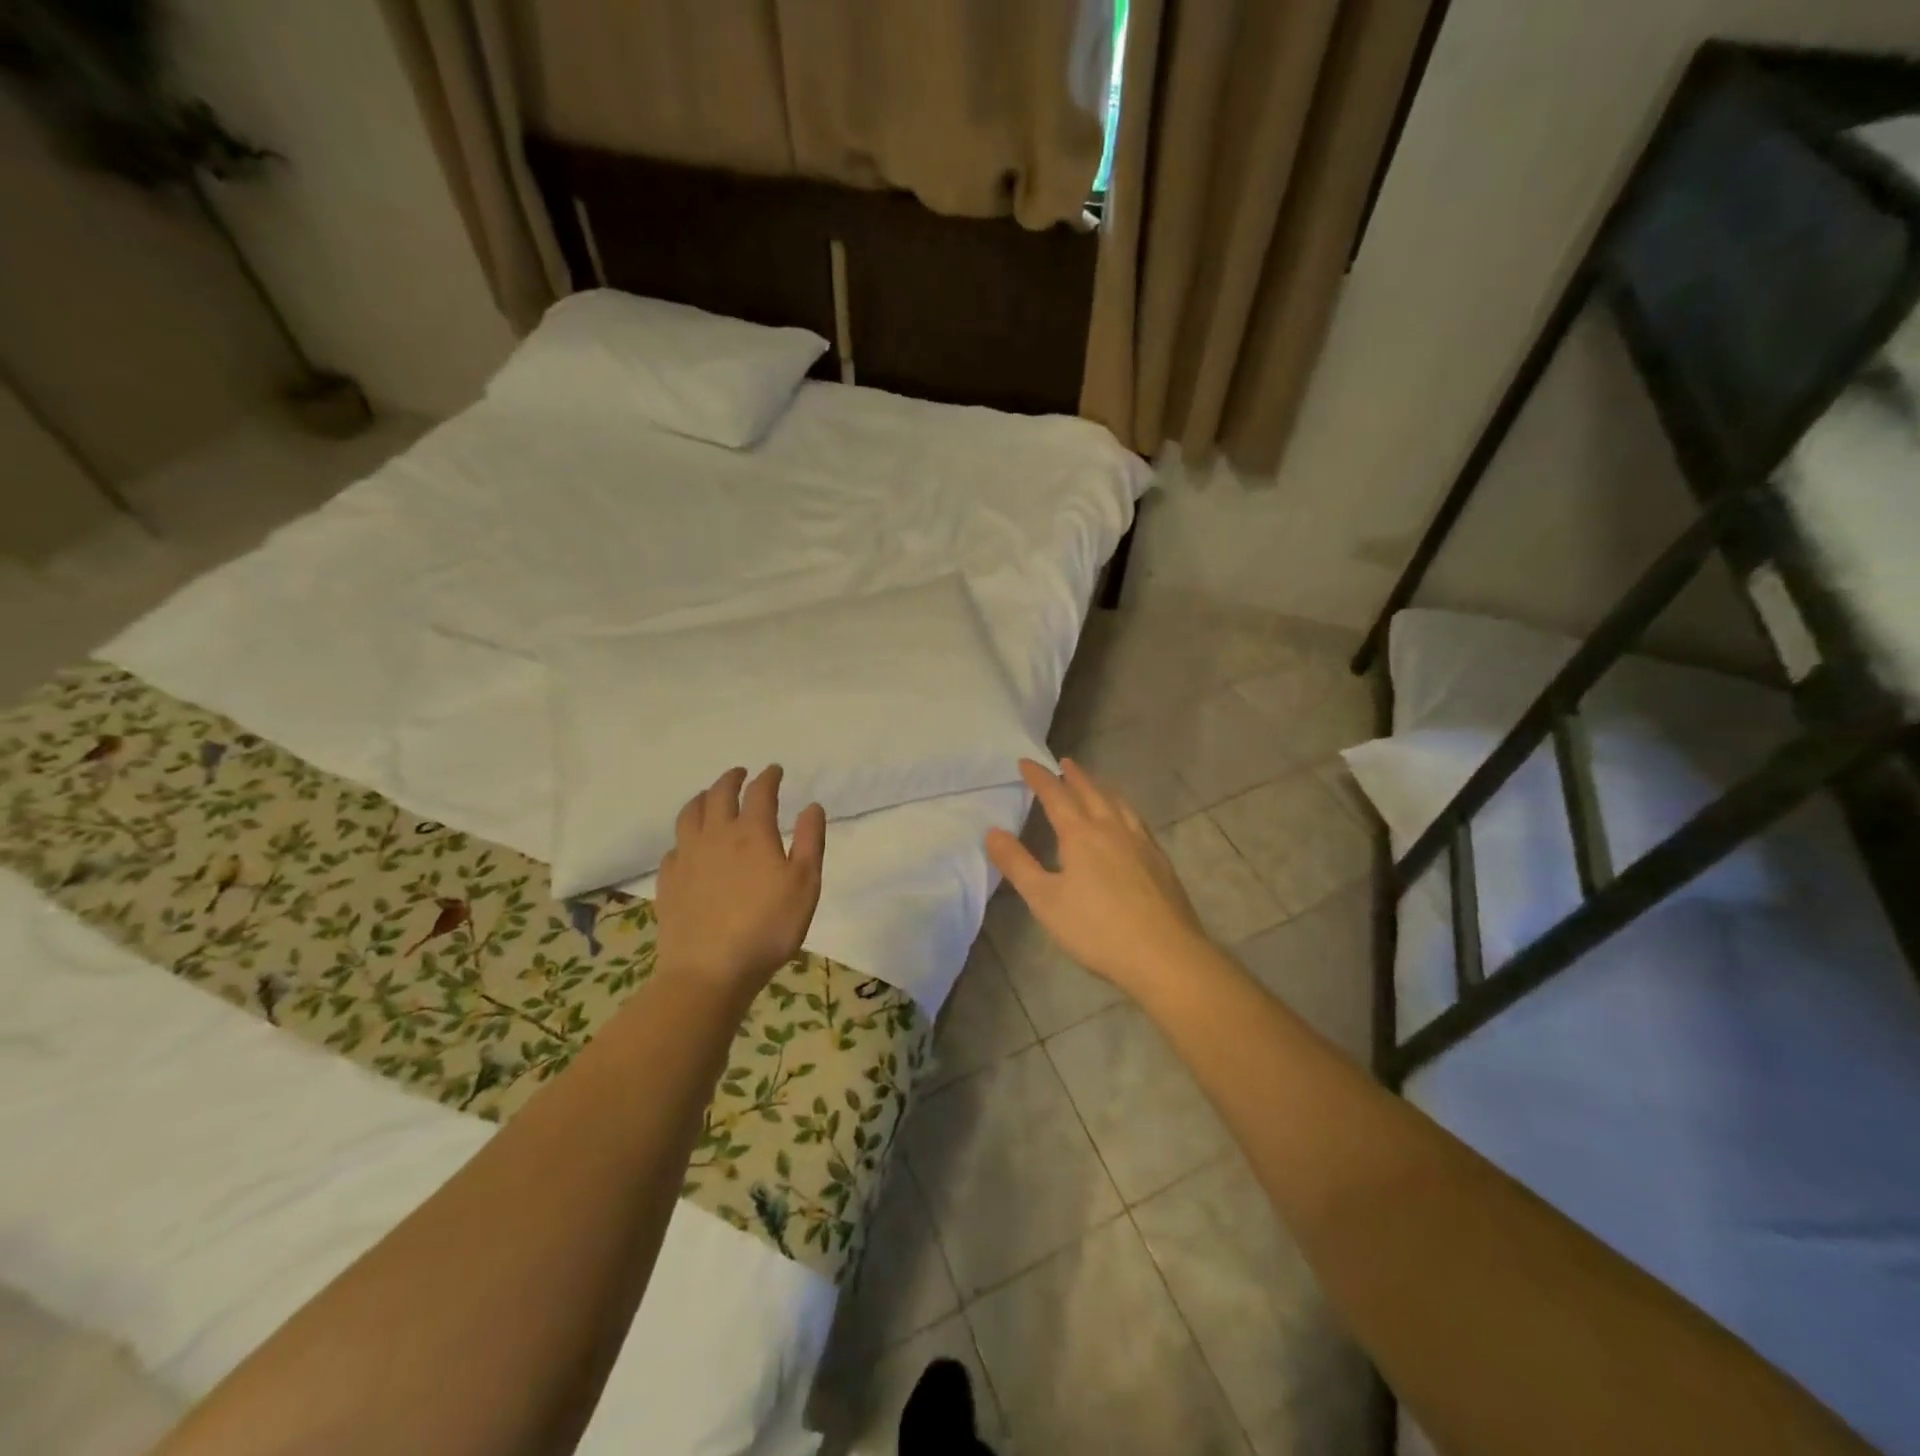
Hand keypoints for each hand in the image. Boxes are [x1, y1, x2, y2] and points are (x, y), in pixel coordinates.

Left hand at [655, 766, 825, 1000]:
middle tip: (741, 774)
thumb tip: (812, 806)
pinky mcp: (669, 880)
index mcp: (752, 833)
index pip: (760, 792)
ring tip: (709, 796)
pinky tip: (689, 844)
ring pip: (690, 814)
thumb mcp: (805, 885)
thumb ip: (810, 841)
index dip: (768, 777)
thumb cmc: (768, 928)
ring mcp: (687, 857)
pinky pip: (674, 846)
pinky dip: (685, 835)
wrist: (710, 970)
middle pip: (719, 794)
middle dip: (732, 779)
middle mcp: (716, 835)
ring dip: (702, 798)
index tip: (774, 770)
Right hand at [986, 758, 1210, 997]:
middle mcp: (1113, 829)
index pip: (1056, 796)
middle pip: (1092, 793)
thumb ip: (1018, 864)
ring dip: (1103, 789)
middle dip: (1075, 776)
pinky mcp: (1161, 861)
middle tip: (1064, 762)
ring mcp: (1141, 844)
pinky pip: (1138, 822)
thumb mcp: (1045, 900)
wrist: (1164, 954)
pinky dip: (1125, 810)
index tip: (1026, 762)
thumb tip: (992, 832)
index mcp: (1081, 835)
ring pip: (1120, 804)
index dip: (1040, 778)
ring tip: (1096, 784)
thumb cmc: (1097, 929)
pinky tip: (1128, 823)